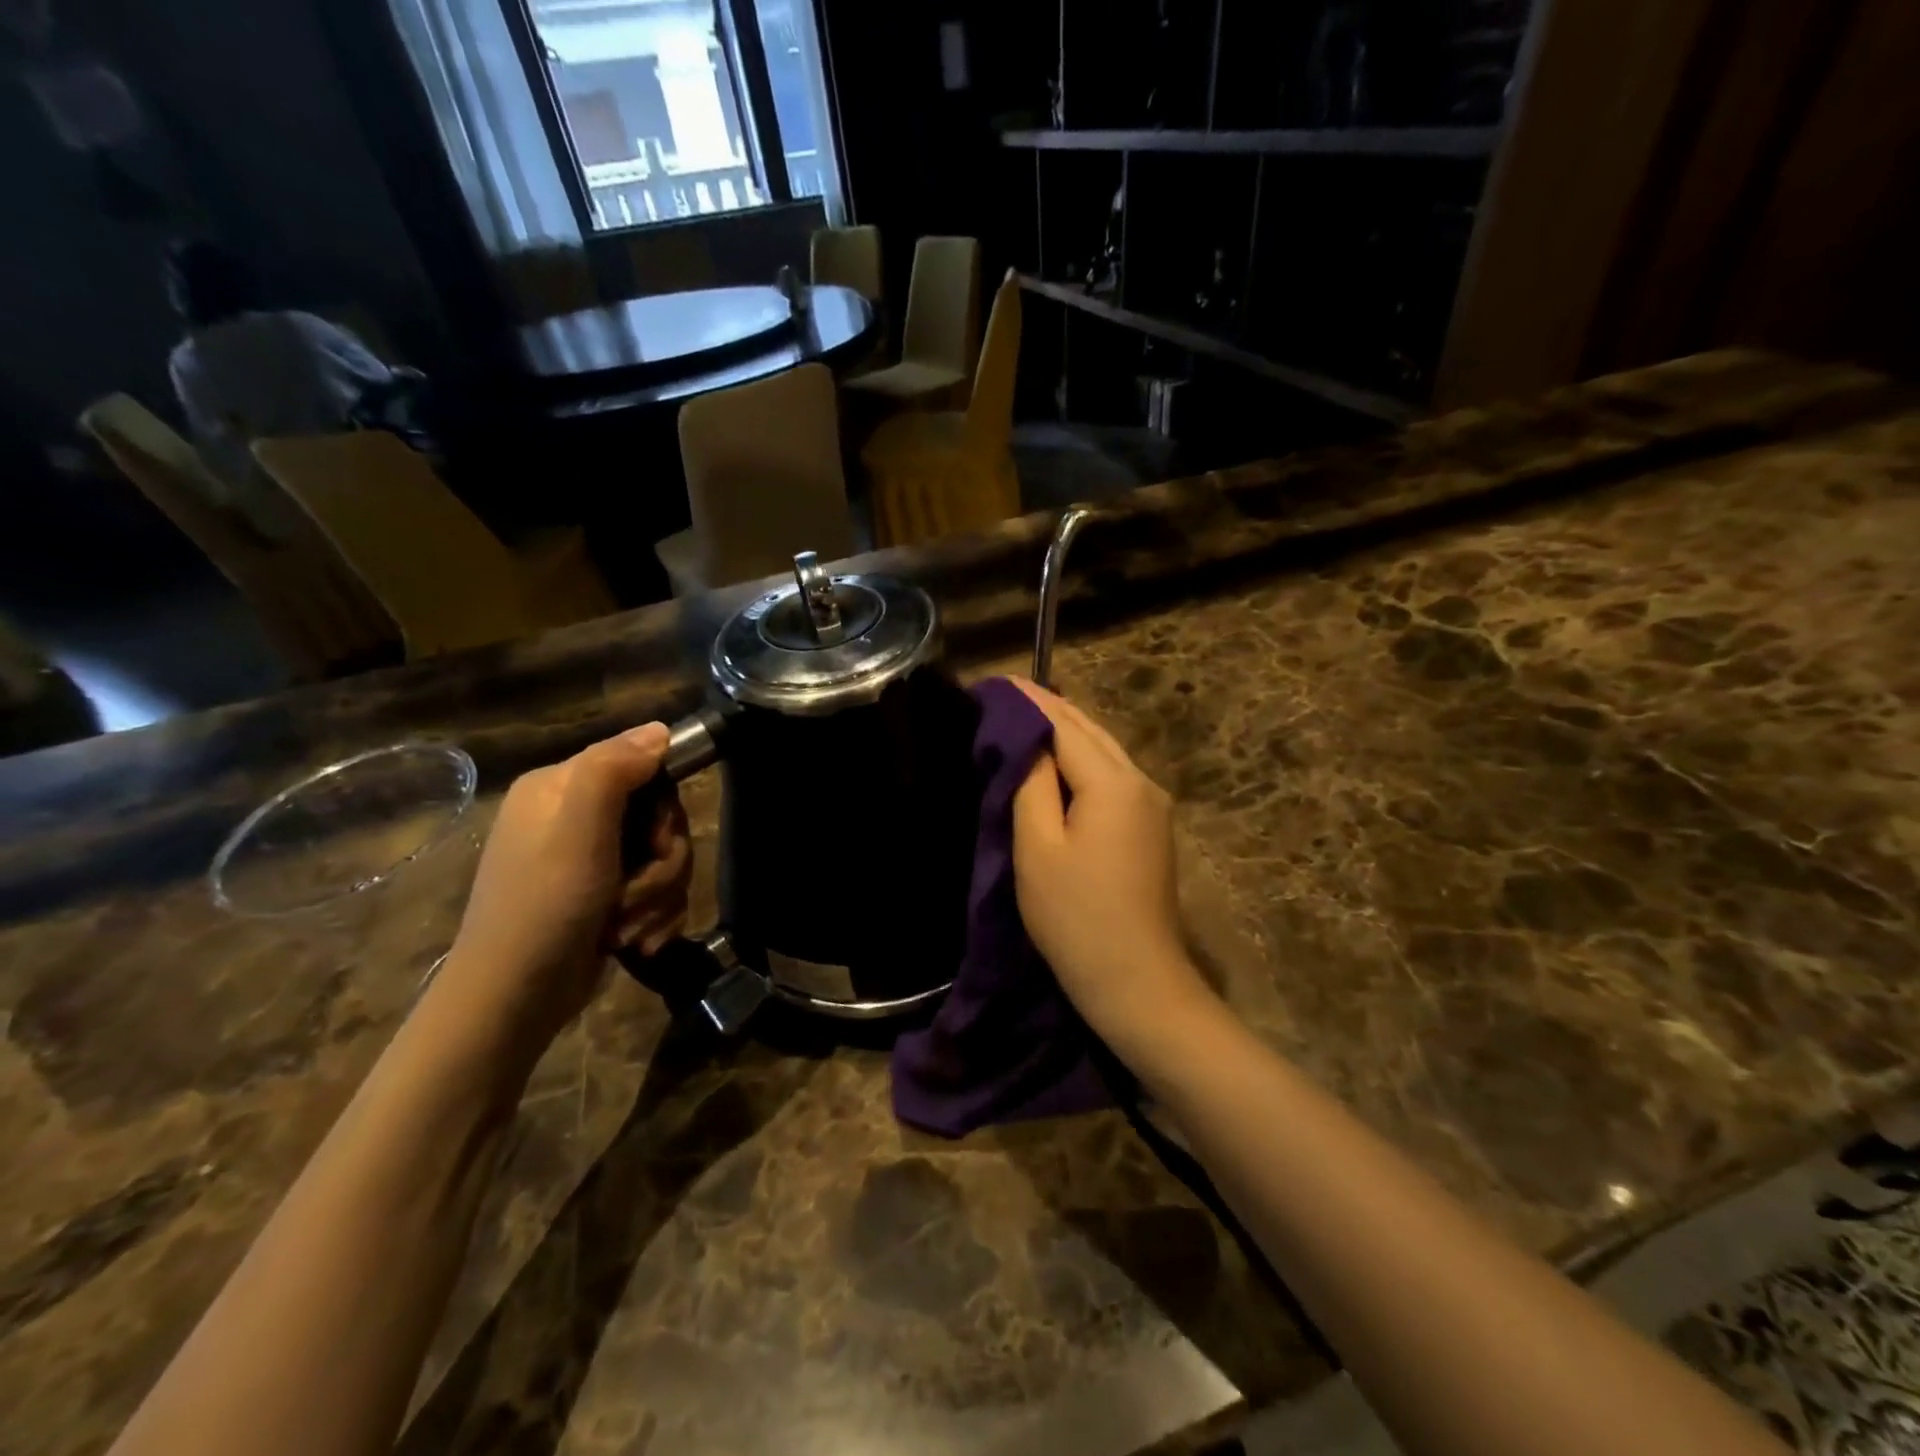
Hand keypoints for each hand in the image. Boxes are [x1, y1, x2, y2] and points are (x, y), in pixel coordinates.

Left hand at [435, 725, 691, 1056]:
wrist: (515, 998)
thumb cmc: (545, 905)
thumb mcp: (578, 828)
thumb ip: (615, 769)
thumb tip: (661, 729)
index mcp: (561, 787)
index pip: (644, 766)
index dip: (662, 807)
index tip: (653, 842)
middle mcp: (576, 816)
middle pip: (661, 819)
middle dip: (662, 864)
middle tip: (636, 894)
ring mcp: (592, 860)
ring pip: (666, 860)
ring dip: (657, 898)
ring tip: (627, 929)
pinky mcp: (606, 897)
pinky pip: (658, 892)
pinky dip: (653, 919)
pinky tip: (633, 944)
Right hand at [1009, 679, 1217, 1062]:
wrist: (1137, 982)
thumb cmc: (1076, 917)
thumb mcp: (1038, 848)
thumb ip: (1031, 784)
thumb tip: (1026, 741)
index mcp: (1113, 782)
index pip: (1064, 724)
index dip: (1029, 701)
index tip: (994, 682)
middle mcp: (1141, 782)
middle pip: (1090, 731)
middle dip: (1049, 708)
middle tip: (1006, 693)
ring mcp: (1152, 805)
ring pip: (1104, 751)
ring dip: (1067, 732)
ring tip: (1025, 717)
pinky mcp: (1151, 827)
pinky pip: (1112, 776)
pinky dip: (1082, 759)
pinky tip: (1058, 760)